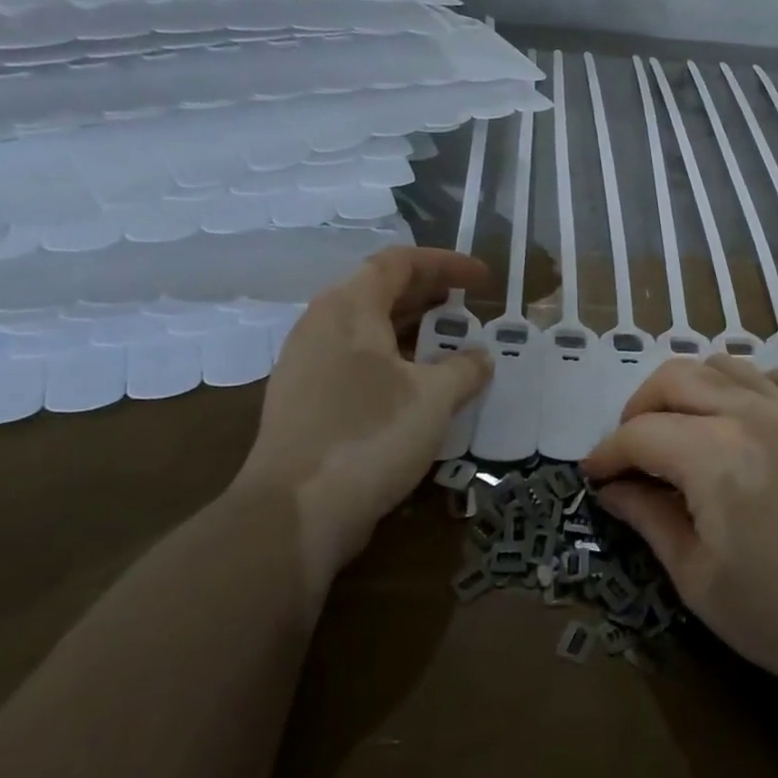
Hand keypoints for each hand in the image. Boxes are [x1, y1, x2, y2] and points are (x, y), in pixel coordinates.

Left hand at [233, 247, 492, 587]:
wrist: (295, 513)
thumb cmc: (370, 435)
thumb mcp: (434, 397)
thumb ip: (464, 368)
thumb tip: (480, 358)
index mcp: (348, 308)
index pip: (399, 263)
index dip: (446, 264)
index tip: (482, 278)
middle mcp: (321, 327)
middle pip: (380, 291)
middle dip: (430, 294)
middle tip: (469, 308)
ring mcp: (307, 366)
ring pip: (368, 330)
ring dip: (413, 330)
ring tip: (451, 345)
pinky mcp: (306, 403)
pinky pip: (357, 362)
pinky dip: (394, 361)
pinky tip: (420, 387)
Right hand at [582, 357, 777, 711]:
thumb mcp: (697, 578)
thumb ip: (649, 519)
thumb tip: (612, 488)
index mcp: (713, 454)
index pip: (640, 434)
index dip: (607, 453)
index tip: (592, 477)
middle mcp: (750, 414)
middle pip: (675, 379)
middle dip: (638, 408)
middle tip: (629, 451)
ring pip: (724, 365)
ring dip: (688, 388)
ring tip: (678, 429)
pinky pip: (776, 377)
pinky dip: (745, 385)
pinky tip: (740, 418)